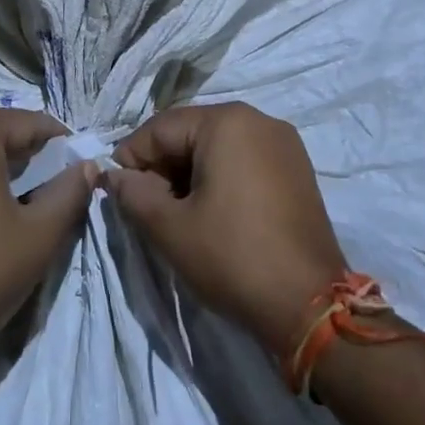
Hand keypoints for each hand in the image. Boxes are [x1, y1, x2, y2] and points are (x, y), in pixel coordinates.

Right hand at [106, 103, 347, 354]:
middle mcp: (258, 119)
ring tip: (179, 214)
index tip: (118, 192)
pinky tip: (214, 214)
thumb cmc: (232, 257)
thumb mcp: (169, 227)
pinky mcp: (298, 169)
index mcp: (227, 122)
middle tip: (149, 207)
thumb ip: (133, 193)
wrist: (310, 304)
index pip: (160, 128)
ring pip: (217, 147)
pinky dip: (221, 178)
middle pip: (191, 133)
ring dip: (190, 173)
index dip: (132, 158)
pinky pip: (245, 160)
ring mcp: (284, 143)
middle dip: (163, 166)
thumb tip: (114, 176)